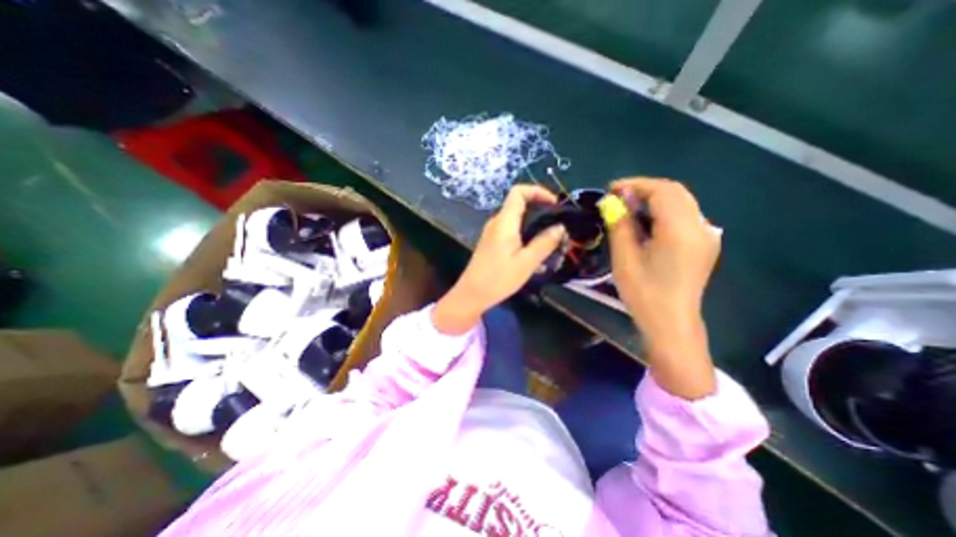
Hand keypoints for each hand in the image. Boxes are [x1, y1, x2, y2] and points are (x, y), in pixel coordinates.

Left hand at [437, 188, 564, 333]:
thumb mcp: (526, 262)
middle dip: (540, 210)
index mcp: (504, 222)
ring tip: (551, 242)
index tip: (554, 204)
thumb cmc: (498, 278)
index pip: (518, 192)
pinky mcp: (492, 243)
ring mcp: (493, 233)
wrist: (472, 294)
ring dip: (535, 226)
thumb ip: (544, 243)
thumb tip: (560, 227)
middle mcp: (497, 222)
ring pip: (517, 220)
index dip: (538, 191)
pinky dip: (526, 236)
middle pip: (519, 205)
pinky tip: (536, 256)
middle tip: (557, 225)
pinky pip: (512, 232)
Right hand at [609, 179, 721, 396]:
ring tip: (628, 208)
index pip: (662, 191)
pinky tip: (646, 221)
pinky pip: (685, 215)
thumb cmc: (644, 293)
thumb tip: (611, 202)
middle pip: (675, 192)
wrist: (671, 322)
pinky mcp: (704, 244)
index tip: (611, 189)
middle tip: (617, 197)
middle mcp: (700, 226)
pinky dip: (664, 210)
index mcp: (681, 230)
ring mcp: (706, 235)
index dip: (635, 184)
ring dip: (654, 199)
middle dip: (644, 189)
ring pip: (681, 202)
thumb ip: (620, 225)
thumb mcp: (624, 258)